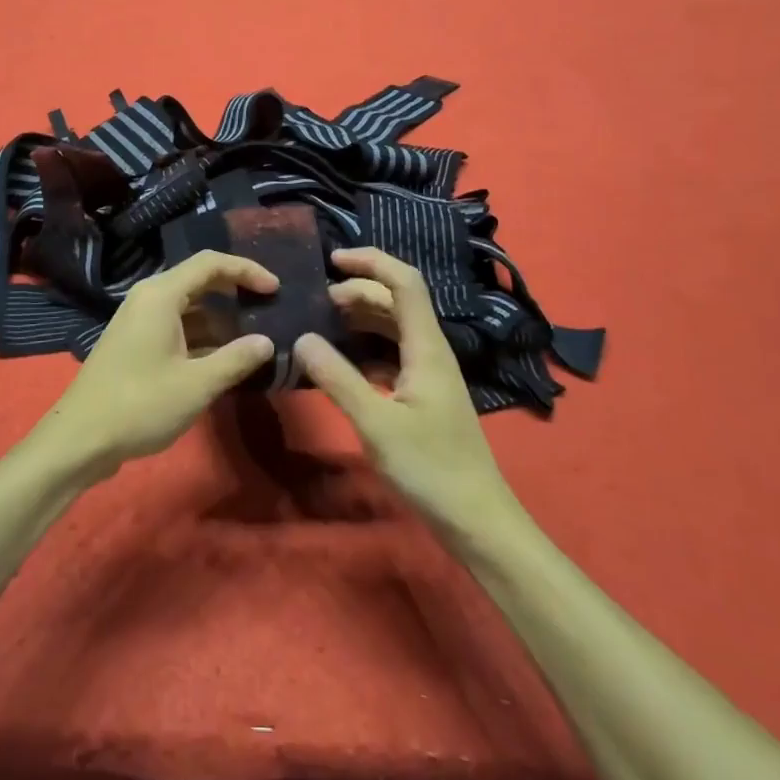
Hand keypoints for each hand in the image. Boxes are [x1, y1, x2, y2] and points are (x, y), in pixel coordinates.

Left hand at [32, 251, 276, 480]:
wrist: (80, 438)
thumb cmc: (140, 404)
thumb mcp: (197, 384)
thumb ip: (236, 359)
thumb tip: (267, 342)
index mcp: (161, 295)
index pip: (210, 263)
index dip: (246, 270)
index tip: (274, 288)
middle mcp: (149, 298)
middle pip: (199, 279)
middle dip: (235, 290)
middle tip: (268, 307)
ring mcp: (140, 320)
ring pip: (189, 305)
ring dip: (220, 317)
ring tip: (253, 335)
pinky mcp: (136, 342)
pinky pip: (177, 325)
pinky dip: (202, 334)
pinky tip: (223, 357)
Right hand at [295, 248, 519, 544]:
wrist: (477, 520)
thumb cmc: (430, 468)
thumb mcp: (376, 424)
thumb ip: (338, 378)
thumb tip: (302, 337)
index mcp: (426, 346)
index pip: (404, 282)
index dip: (371, 261)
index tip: (332, 260)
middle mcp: (430, 350)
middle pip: (396, 301)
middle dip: (358, 290)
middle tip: (317, 301)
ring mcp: (429, 372)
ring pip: (394, 327)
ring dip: (361, 317)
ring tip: (323, 323)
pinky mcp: (424, 394)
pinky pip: (392, 353)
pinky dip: (365, 347)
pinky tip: (341, 362)